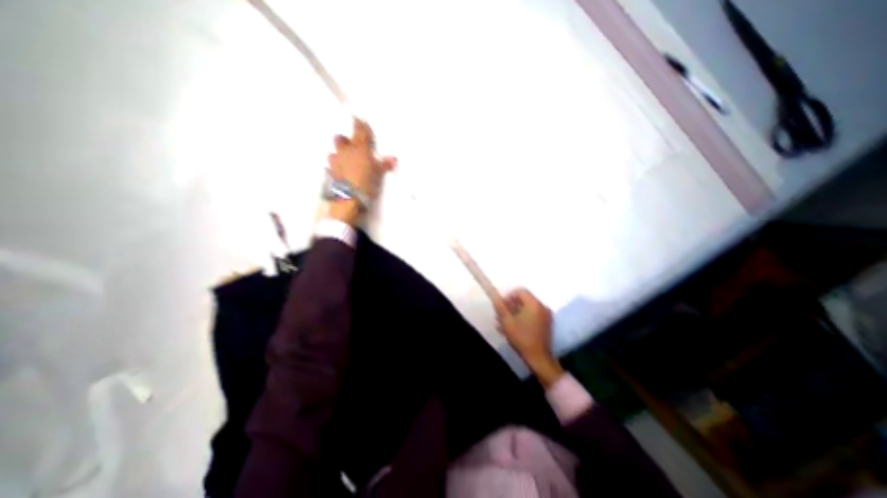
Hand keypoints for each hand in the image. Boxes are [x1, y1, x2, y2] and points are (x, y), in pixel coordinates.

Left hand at [324, 118, 393, 223]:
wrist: (349, 198)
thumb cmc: (366, 183)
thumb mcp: (378, 174)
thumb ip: (384, 165)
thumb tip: (393, 159)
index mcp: (359, 149)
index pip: (360, 131)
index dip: (360, 125)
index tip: (359, 119)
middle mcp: (345, 151)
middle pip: (341, 138)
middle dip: (345, 140)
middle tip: (352, 145)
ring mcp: (335, 161)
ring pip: (335, 152)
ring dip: (340, 155)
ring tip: (346, 162)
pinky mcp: (329, 173)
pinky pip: (331, 166)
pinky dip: (336, 167)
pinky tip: (340, 173)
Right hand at [496, 289, 563, 388]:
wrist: (538, 358)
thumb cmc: (522, 338)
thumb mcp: (507, 321)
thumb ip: (500, 307)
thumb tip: (494, 296)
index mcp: (534, 304)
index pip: (520, 291)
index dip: (508, 296)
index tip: (501, 306)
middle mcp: (542, 307)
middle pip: (524, 299)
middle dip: (510, 306)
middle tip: (501, 315)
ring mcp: (546, 316)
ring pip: (527, 308)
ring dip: (515, 313)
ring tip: (505, 323)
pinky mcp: (546, 324)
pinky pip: (532, 315)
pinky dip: (523, 318)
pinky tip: (514, 328)